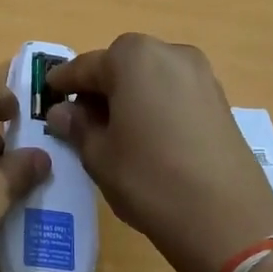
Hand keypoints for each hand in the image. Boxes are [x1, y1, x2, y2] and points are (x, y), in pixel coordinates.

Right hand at [44, 35, 272, 271]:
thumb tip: (62, 112)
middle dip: (99, 88)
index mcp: (132, 57)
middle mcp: (169, 53)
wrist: (226, 218)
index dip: (62, 83)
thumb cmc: (148, 178)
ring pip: (150, 78)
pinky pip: (174, 93)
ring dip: (129, 96)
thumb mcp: (99, 155)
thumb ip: (77, 126)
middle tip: (80, 119)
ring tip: (114, 132)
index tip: (47, 96)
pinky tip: (148, 137)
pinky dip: (155, 106)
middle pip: (121, 65)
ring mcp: (201, 74)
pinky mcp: (220, 100)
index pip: (85, 66)